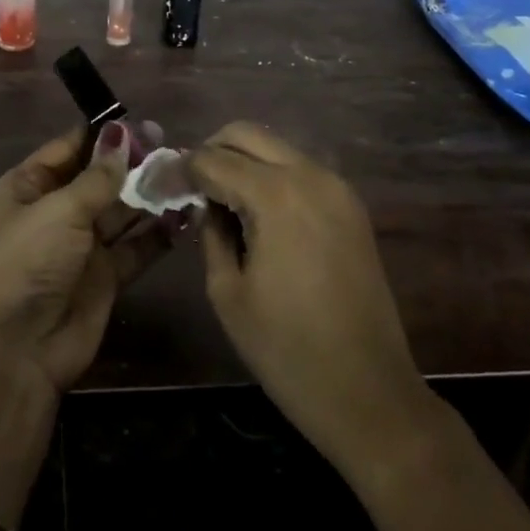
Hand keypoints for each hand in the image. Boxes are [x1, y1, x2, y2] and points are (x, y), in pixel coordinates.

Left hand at [0, 122, 171, 395]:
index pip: (71, 148)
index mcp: (30, 186)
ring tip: (187, 175)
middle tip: (174, 147)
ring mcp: (82, 245)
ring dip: (150, 195)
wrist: (15, 351)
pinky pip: (137, 247)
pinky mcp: (106, 277)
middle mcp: (56, 211)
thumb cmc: (26, 262)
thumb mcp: (59, 210)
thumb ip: (98, 176)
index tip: (143, 123)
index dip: (105, 136)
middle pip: (100, 178)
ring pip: (122, 211)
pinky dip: (159, 233)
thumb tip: (122, 133)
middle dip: (134, 164)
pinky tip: (185, 214)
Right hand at [187, 122, 429, 473]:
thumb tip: (205, 204)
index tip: (158, 187)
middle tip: (189, 187)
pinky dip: (270, 176)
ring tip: (218, 200)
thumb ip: (210, 233)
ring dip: (241, 161)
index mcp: (276, 195)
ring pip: (275, 147)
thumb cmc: (288, 351)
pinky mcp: (350, 206)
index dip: (179, 171)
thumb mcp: (227, 292)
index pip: (212, 160)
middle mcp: (310, 175)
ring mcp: (337, 187)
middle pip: (246, 134)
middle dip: (210, 151)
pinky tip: (255, 213)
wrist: (372, 396)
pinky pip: (299, 169)